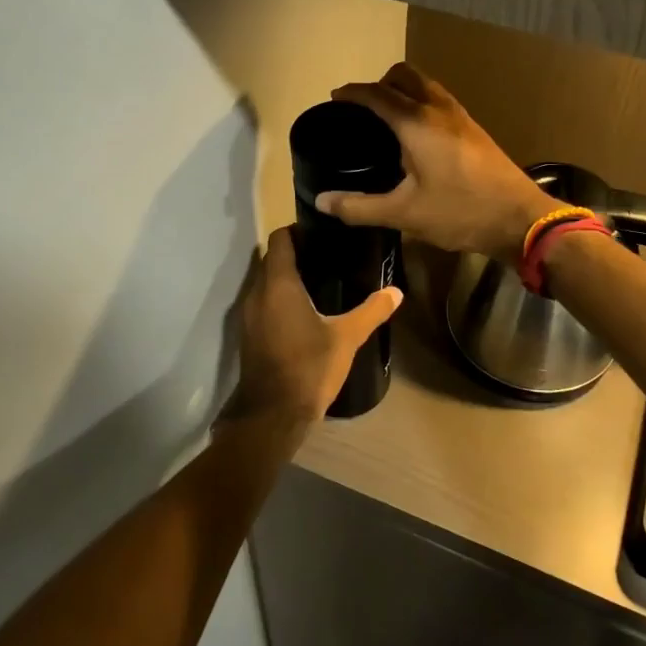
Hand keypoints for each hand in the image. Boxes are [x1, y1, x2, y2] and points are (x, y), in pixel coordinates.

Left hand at [230, 227, 401, 429]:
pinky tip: (306, 310)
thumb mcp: (346, 338)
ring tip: (321, 279)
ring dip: (287, 276)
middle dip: (296, 253)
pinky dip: (280, 298)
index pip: (281, 239)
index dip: (298, 230)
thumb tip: (396, 292)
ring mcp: (249, 315)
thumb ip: (371, 311)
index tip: (323, 233)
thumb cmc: (308, 367)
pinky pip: (264, 302)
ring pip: (266, 281)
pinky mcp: (250, 334)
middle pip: (273, 259)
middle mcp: (258, 293)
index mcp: (278, 284)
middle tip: (329, 255)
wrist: (272, 415)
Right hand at [319, 63, 553, 263]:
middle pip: (404, 75)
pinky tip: (417, 135)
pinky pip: (439, 100)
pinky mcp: (474, 128)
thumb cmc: (459, 212)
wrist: (519, 218)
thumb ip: (359, 207)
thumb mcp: (404, 214)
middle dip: (380, 83)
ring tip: (388, 119)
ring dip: (403, 90)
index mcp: (416, 123)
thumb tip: (322, 201)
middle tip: (363, 109)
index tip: (334, 99)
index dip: (352, 93)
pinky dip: (420, 102)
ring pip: (426, 84)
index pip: (377, 94)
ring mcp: (460, 116)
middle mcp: (438, 109)